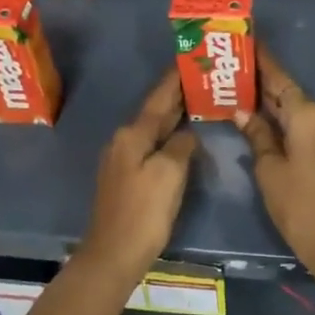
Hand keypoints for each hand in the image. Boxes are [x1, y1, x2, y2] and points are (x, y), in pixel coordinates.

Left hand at [72, 73, 196, 285]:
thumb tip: (186, 135)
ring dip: (172, 117)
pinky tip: (180, 139)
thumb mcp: (169, 173)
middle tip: (201, 79)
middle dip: (176, 96)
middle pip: (154, 112)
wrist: (114, 254)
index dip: (175, 80)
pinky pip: (150, 147)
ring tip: (196, 103)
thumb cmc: (144, 211)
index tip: (189, 60)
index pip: (159, 99)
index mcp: (132, 135)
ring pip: (152, 130)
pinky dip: (167, 138)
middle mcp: (123, 141)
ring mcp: (121, 160)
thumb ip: (181, 146)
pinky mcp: (125, 179)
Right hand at [236, 46, 314, 279]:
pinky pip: (307, 128)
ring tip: (243, 96)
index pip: (280, 79)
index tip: (248, 42)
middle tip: (234, 72)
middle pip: (290, 94)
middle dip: (264, 85)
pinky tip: (265, 123)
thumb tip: (243, 112)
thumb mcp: (269, 169)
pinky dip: (287, 124)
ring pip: (298, 112)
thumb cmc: (298, 204)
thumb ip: (257, 134)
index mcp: (308, 115)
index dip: (263, 62)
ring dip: (274, 106)